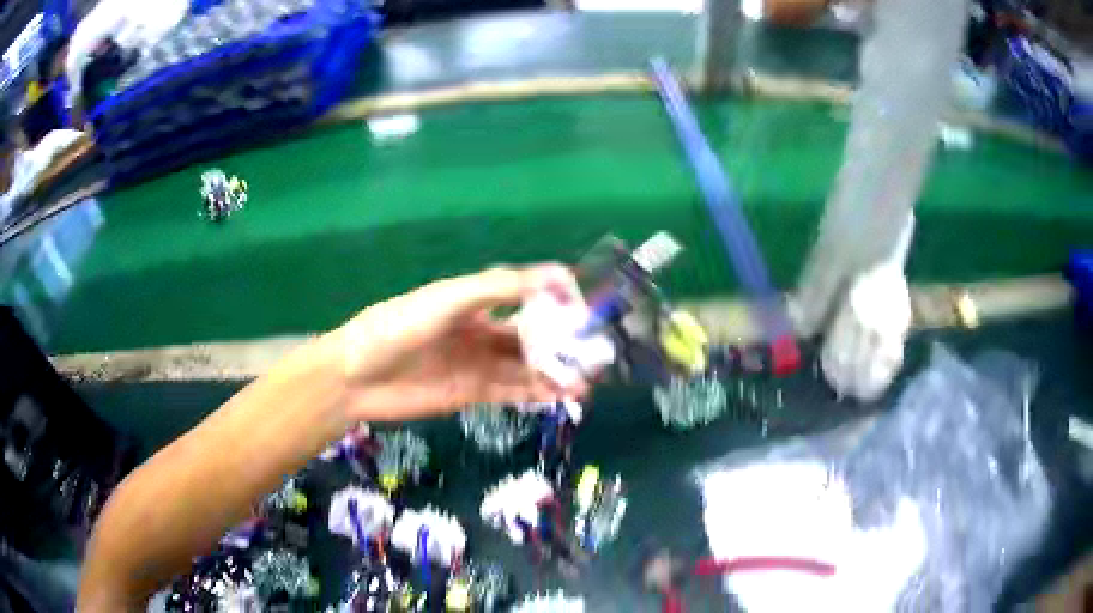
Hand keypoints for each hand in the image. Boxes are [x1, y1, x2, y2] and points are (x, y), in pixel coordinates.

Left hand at [335, 265, 587, 420]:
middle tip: (594, 353)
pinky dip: (537, 393)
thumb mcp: (447, 300)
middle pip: (532, 333)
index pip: (526, 293)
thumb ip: (497, 288)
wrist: (356, 376)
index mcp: (476, 300)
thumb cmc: (397, 326)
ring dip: (556, 372)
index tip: (583, 308)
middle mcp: (482, 329)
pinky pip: (512, 391)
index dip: (556, 297)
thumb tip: (554, 276)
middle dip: (563, 342)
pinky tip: (560, 396)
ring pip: (527, 365)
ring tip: (586, 382)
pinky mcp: (471, 393)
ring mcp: (478, 363)